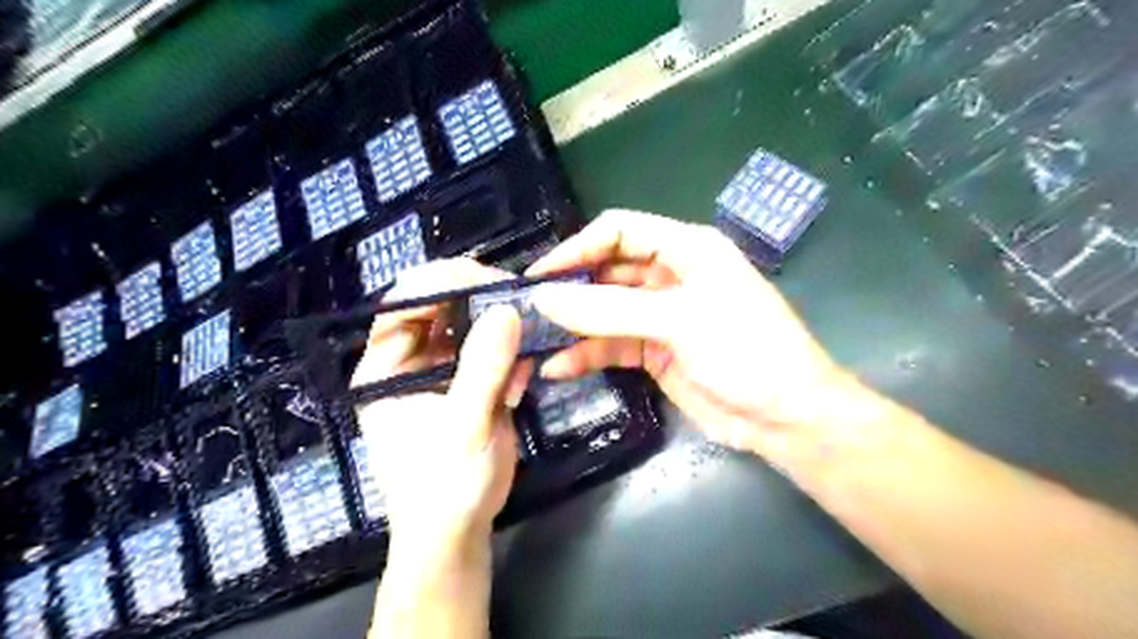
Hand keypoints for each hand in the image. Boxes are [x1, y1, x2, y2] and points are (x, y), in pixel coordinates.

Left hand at [353, 258, 531, 549]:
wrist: (456, 533)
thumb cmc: (445, 486)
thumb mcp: (464, 427)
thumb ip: (482, 368)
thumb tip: (506, 309)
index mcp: (384, 366)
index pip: (404, 303)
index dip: (444, 282)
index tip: (492, 282)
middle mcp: (407, 360)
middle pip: (439, 306)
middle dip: (481, 303)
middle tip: (520, 304)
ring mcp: (439, 370)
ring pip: (469, 325)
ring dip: (501, 334)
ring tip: (522, 360)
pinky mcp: (466, 382)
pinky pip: (489, 349)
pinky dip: (510, 356)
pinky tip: (520, 381)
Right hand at [528, 212, 846, 455]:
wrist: (785, 418)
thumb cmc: (746, 352)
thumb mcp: (679, 322)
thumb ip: (610, 310)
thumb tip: (546, 298)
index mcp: (686, 249)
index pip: (620, 231)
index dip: (578, 247)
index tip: (540, 274)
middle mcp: (670, 276)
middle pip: (607, 271)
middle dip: (569, 288)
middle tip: (527, 310)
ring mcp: (661, 317)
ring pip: (605, 312)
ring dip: (573, 325)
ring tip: (533, 339)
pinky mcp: (655, 352)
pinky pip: (612, 345)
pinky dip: (587, 354)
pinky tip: (559, 368)